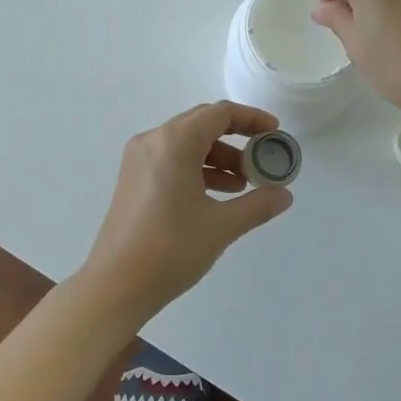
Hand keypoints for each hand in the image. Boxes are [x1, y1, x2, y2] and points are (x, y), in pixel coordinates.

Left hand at [77, 101, 294, 325]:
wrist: (115, 286)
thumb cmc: (171, 248)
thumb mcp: (222, 226)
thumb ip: (258, 205)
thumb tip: (285, 195)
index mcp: (174, 141)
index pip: (220, 113)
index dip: (252, 119)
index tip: (275, 132)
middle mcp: (153, 140)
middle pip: (202, 124)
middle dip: (237, 138)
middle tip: (263, 157)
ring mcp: (138, 159)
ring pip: (187, 143)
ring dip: (218, 157)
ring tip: (245, 184)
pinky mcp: (133, 179)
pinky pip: (172, 160)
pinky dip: (198, 169)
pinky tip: (218, 195)